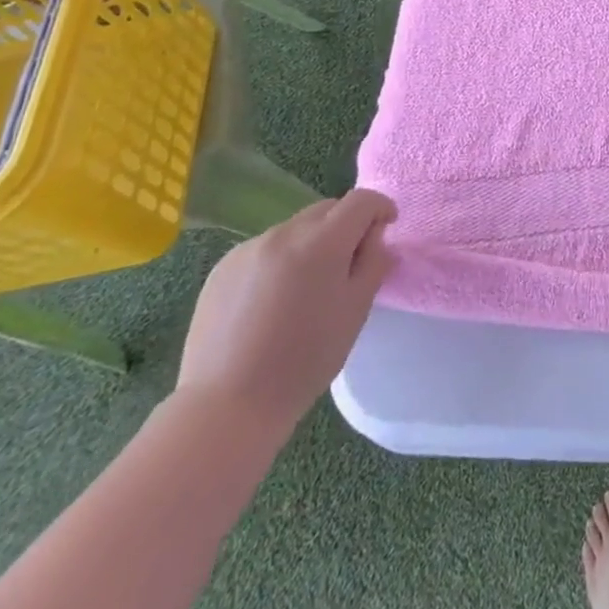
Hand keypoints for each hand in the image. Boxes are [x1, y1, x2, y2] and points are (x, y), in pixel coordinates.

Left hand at [176, 189, 395, 440]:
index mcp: (321, 242)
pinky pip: (264, 249)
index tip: (386, 229)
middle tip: (348, 265)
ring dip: (311, 244)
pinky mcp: (222, 268)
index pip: (361, 201)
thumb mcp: (355, 311)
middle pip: (327, 209)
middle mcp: (284, 234)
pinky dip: (280, 261)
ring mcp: (248, 249)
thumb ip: (373, 262)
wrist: (226, 407)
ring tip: (306, 289)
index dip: (380, 208)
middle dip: (345, 225)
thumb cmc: (304, 361)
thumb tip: (375, 235)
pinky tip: (271, 302)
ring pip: (295, 229)